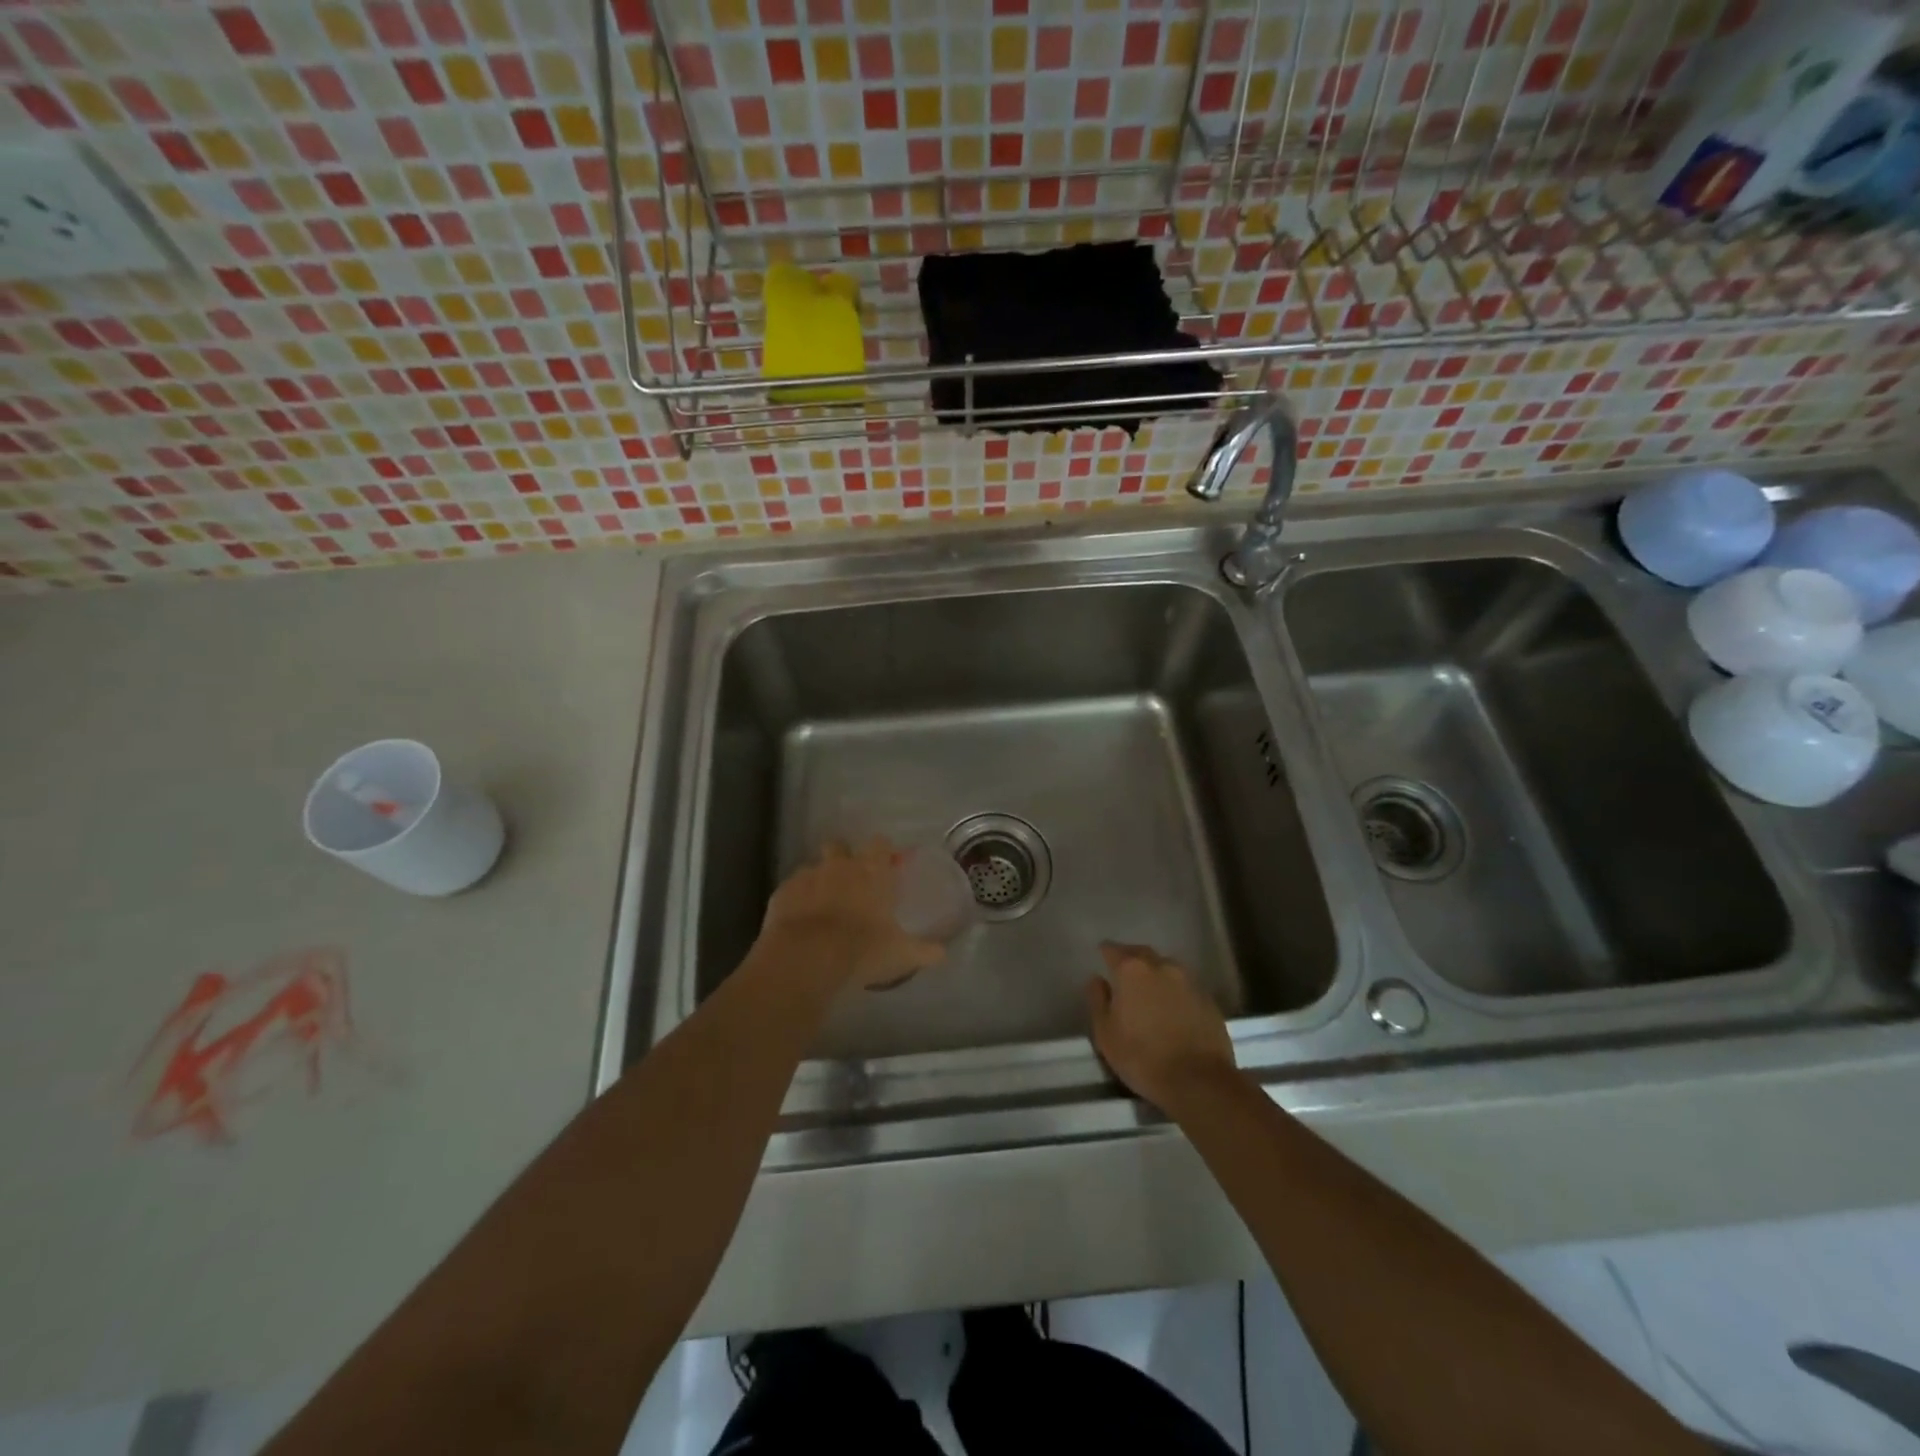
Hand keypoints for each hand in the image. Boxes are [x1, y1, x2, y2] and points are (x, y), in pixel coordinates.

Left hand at [758, 839, 946, 992]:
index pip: (880, 843)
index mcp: (872, 871)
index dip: (882, 852)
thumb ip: (923, 951)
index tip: (885, 866)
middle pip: (840, 846)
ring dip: (819, 881)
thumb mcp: (901, 954)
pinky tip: (800, 922)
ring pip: (814, 867)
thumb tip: (942, 953)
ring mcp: (807, 875)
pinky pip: (791, 889)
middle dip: (844, 858)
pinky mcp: (782, 893)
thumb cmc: (862, 949)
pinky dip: (796, 900)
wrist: (807, 958)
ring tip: (823, 907)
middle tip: (850, 883)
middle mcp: (840, 865)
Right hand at [1085, 943, 1235, 1109]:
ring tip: (1149, 989)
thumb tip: (1096, 979)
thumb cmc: (1142, 1057)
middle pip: (1141, 953)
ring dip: (1155, 973)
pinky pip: (1185, 985)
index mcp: (1131, 970)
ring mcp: (1188, 980)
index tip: (1101, 957)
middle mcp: (1161, 966)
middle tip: (1123, 972)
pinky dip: (1174, 990)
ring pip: (1166, 966)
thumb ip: (1098, 1000)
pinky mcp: (1208, 998)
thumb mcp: (1105, 1033)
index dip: (1105, 952)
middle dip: (1130, 958)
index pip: (1113, 950)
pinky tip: (1172, 1007)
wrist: (1199, 1081)